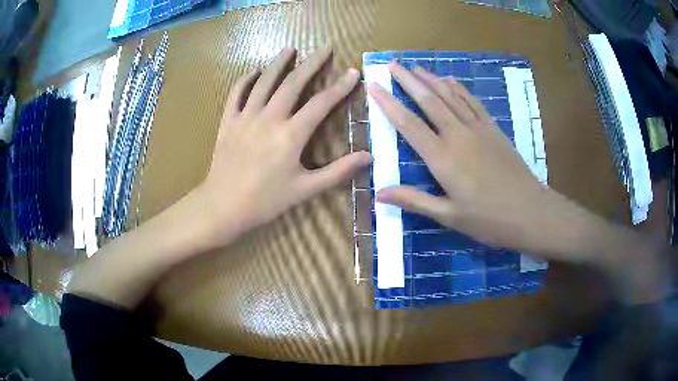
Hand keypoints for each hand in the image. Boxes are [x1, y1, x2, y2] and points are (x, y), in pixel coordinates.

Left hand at [194, 47, 370, 247]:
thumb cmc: (266, 201)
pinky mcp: (228, 121)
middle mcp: (269, 118)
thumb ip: (338, 171)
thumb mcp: (306, 189)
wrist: (223, 206)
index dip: (340, 87)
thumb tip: (368, 157)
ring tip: (290, 48)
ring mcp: (246, 117)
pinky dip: (246, 79)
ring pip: (264, 81)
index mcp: (291, 135)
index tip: (352, 72)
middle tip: (325, 47)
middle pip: (293, 83)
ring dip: (279, 63)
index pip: (321, 103)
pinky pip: (237, 93)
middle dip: (312, 63)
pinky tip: (255, 71)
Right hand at [367, 63, 548, 251]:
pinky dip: (458, 87)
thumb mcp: (449, 216)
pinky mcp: (493, 128)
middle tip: (391, 64)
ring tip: (415, 66)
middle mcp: (457, 135)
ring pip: (450, 95)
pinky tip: (450, 79)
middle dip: (408, 80)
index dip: (388, 103)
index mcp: (443, 158)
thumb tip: (379, 195)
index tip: (374, 85)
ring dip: (431, 79)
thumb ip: (414, 200)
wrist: (530, 211)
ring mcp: (478, 128)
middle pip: (429, 100)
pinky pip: (472, 101)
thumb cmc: (488, 219)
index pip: (408, 124)